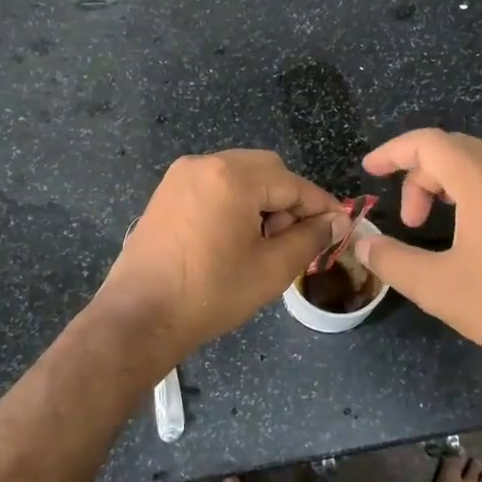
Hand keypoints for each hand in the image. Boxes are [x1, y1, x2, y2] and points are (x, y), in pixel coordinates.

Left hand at [89, 150, 348, 375]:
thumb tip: (338, 220)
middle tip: (294, 240)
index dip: (321, 206)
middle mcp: (205, 163)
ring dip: (262, 201)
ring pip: (240, 175)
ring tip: (263, 243)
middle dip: (288, 201)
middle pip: (266, 170)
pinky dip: (234, 202)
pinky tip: (234, 238)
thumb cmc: (210, 293)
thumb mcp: (272, 269)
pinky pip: (215, 185)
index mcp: (232, 176)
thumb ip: (311, 238)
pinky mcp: (167, 193)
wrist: (139, 317)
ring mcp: (181, 176)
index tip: (342, 226)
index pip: (292, 183)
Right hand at [352, 130, 481, 367]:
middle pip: (459, 148)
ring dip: (474, 167)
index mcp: (480, 179)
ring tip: (463, 201)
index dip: (393, 151)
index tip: (371, 171)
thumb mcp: (436, 287)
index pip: (427, 143)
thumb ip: (391, 260)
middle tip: (414, 221)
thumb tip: (363, 244)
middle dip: (425, 177)